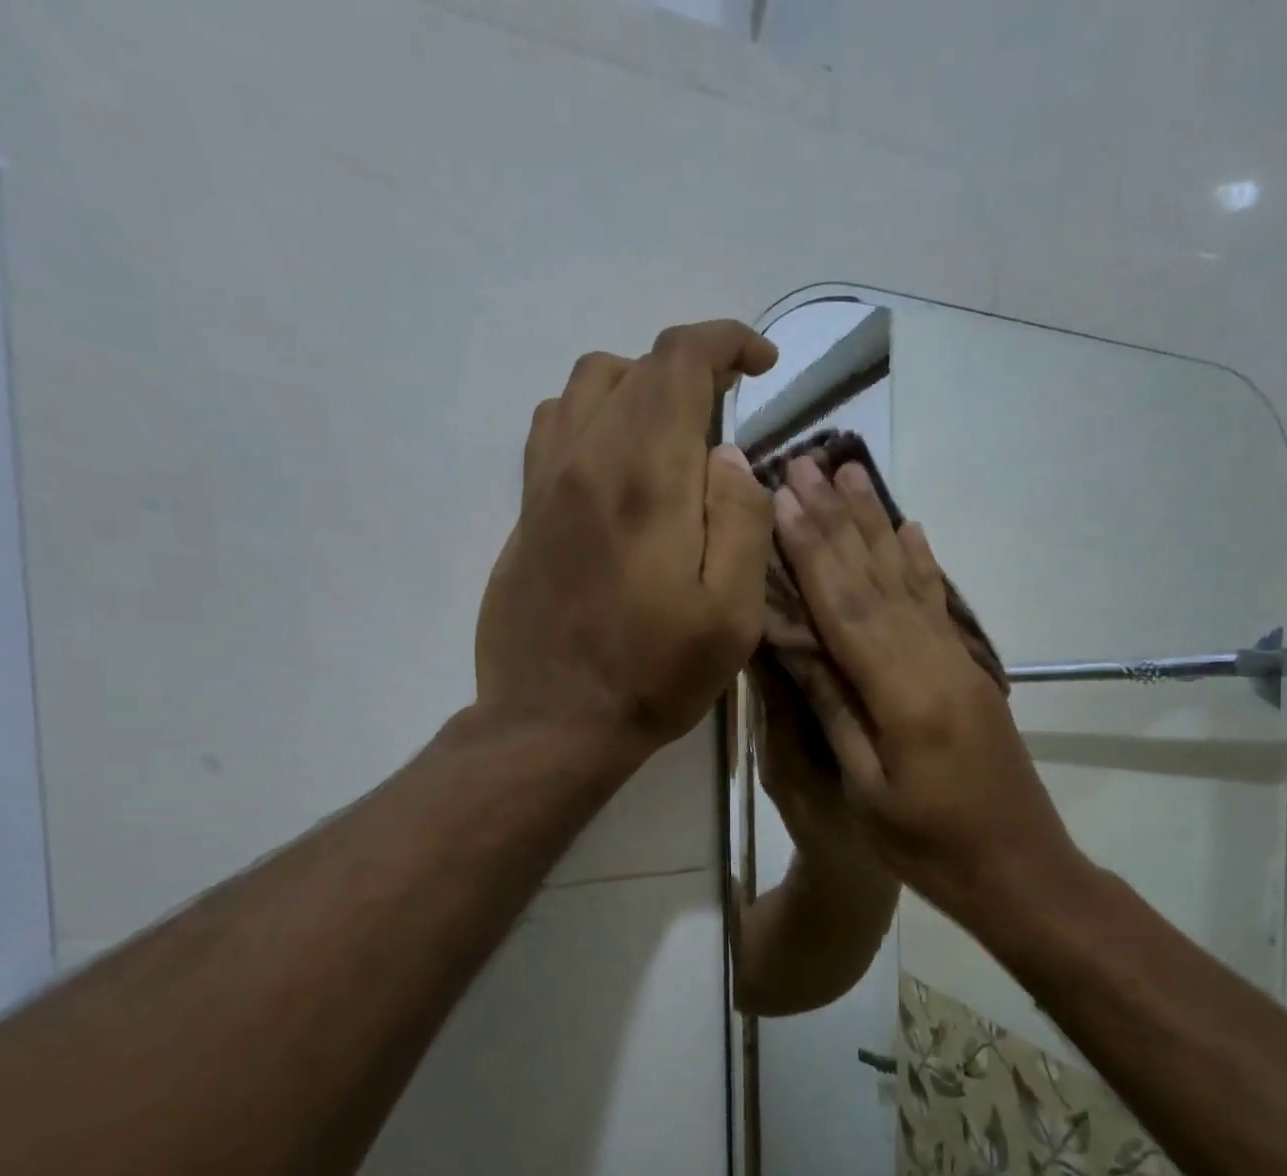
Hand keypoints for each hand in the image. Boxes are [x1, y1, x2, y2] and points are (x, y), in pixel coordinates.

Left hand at [476, 320, 777, 763]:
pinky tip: (616, 464)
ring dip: (639, 388)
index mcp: (645, 477)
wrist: (554, 722)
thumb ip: (742, 522)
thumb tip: (730, 457)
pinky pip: (554, 429)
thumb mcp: (731, 615)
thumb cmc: (654, 676)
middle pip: (636, 366)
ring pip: (587, 387)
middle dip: (692, 370)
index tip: (761, 364)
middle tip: (728, 415)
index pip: (679, 360)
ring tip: (673, 435)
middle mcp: (587, 459)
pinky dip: (594, 418)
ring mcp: (545, 484)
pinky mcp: (525, 513)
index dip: (726, 342)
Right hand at [769, 455, 1087, 926]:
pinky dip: (923, 563)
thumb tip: (795, 643)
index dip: (812, 551)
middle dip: (837, 520)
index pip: (847, 607)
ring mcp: (959, 661)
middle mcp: (935, 661)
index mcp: (904, 694)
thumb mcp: (868, 789)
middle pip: (877, 578)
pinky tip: (912, 529)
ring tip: (852, 472)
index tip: (783, 497)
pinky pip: (941, 605)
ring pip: (909, 580)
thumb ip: (835, 709)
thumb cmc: (929, 847)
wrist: (1019, 870)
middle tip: (804, 464)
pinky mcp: (971, 671)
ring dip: (876, 525)